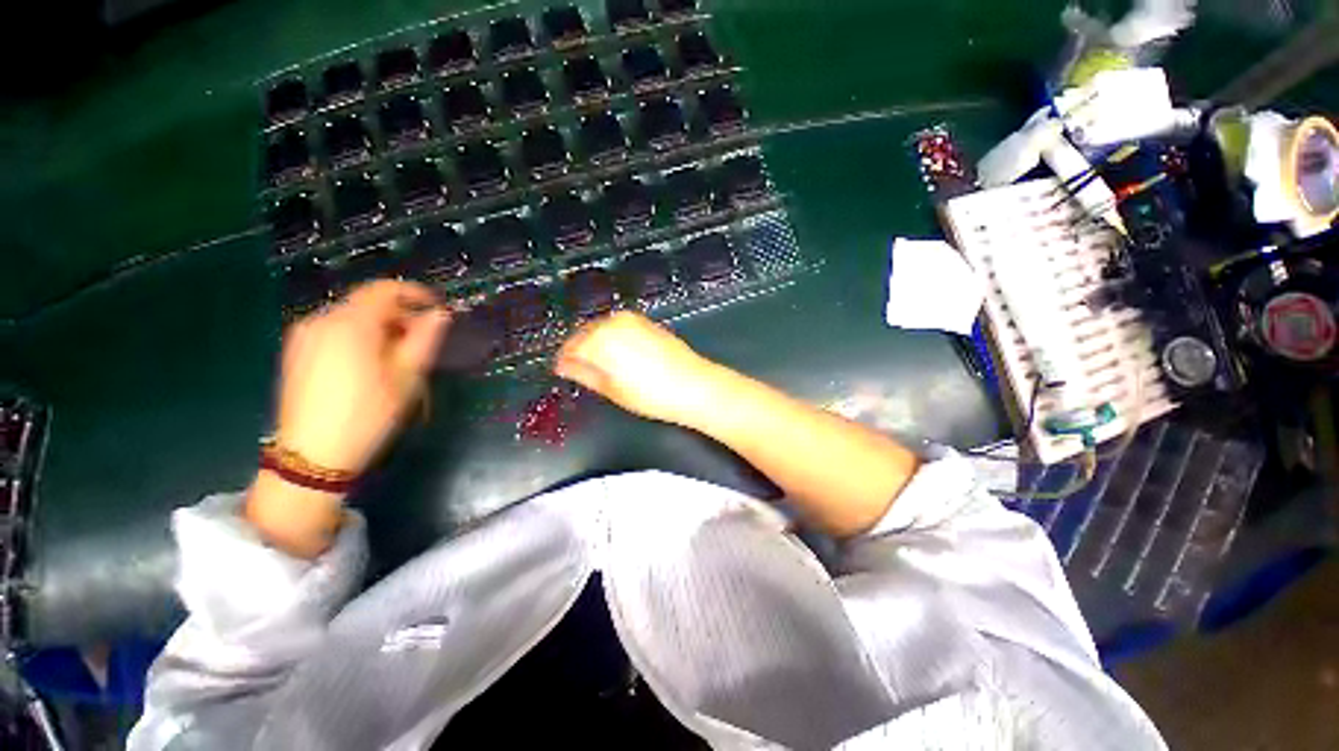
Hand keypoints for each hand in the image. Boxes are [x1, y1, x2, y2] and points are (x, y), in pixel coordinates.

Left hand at [274, 280, 450, 475]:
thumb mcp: (407, 376)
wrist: (313, 456)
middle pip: (367, 302)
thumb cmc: (368, 414)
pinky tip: (369, 363)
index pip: (386, 289)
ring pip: (351, 317)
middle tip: (422, 340)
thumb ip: (425, 338)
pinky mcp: (295, 352)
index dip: (416, 294)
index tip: (437, 309)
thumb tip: (440, 314)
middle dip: (399, 314)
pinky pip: (334, 330)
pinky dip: (359, 336)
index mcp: (350, 324)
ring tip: (398, 355)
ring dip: (380, 326)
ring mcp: (303, 335)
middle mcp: (321, 320)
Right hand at [554, 312, 716, 425]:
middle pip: (585, 334)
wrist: (693, 385)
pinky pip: (619, 327)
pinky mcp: (647, 322)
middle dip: (579, 349)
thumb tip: (564, 366)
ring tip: (598, 365)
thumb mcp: (611, 389)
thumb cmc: (651, 393)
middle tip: (577, 369)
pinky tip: (618, 355)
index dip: (564, 360)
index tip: (561, 370)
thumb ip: (583, 373)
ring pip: (602, 328)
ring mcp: (632, 319)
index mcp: (600, 339)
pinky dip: (613, 338)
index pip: (571, 346)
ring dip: (595, 343)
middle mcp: (614, 322)